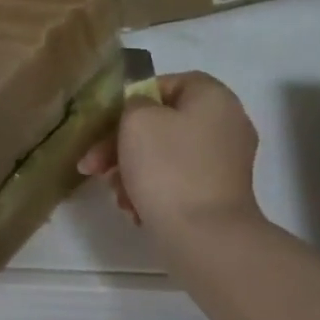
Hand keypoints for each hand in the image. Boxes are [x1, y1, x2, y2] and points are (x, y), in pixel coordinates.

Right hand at [78, 71, 262, 233]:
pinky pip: (178, 179)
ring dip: (131, 170)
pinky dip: (153, 189)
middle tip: (93, 166)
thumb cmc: (168, 168)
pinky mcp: (219, 193)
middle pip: (163, 122)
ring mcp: (225, 162)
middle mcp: (227, 124)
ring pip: (165, 154)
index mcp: (213, 98)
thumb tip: (143, 112)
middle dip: (121, 144)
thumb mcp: (136, 120)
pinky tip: (134, 209)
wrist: (204, 236)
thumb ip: (133, 103)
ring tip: (115, 194)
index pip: (168, 83)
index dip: (134, 99)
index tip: (109, 123)